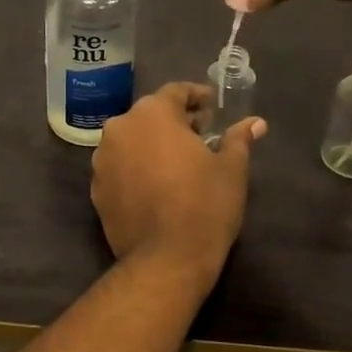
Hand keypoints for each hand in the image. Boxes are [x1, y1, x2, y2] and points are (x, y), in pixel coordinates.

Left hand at [90, 83, 265, 284]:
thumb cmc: (205, 205)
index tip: (212, 105)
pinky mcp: (96, 188)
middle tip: (201, 134)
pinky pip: (120, 166)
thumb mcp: (231, 169)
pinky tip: (156, 185)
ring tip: (178, 161)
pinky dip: (136, 167)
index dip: (197, 96)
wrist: (166, 259)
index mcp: (152, 114)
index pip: (175, 92)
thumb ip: (238, 139)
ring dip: (152, 144)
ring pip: (131, 140)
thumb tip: (255, 123)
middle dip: (175, 121)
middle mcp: (120, 128)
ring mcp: (102, 159)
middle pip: (150, 114)